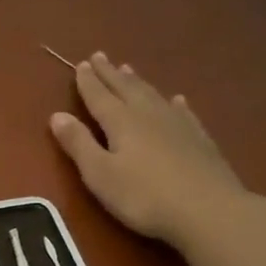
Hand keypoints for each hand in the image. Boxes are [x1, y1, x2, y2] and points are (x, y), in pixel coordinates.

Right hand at [49, 52, 249, 247]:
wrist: (208, 210)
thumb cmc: (144, 196)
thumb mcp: (100, 174)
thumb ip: (78, 144)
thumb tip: (57, 115)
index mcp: (121, 122)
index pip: (99, 96)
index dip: (88, 81)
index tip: (81, 64)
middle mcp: (148, 114)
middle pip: (126, 88)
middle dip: (110, 73)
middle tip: (100, 56)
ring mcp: (178, 125)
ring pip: (153, 95)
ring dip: (138, 82)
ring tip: (128, 68)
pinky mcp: (199, 139)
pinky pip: (182, 112)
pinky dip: (174, 103)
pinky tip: (176, 99)